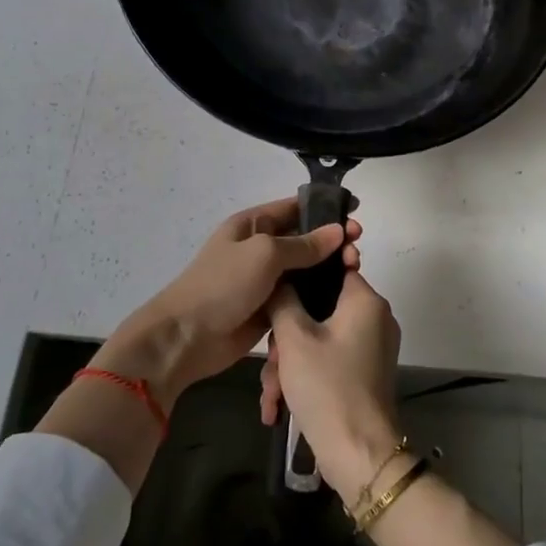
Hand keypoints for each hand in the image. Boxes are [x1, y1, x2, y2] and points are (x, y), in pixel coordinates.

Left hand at [96, 198, 362, 409]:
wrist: (187, 337)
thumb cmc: (222, 285)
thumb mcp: (264, 254)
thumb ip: (303, 244)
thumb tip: (337, 231)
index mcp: (253, 225)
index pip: (295, 207)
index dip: (324, 208)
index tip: (356, 210)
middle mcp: (261, 248)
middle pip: (305, 239)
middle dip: (332, 241)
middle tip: (358, 250)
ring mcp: (265, 280)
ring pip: (306, 269)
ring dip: (329, 269)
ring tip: (354, 270)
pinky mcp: (271, 308)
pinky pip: (300, 296)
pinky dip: (319, 294)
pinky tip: (341, 296)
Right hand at [260, 269, 402, 503]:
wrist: (360, 456)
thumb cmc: (327, 387)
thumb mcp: (294, 339)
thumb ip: (283, 300)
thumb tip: (280, 279)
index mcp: (366, 300)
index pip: (331, 269)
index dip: (298, 281)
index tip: (274, 299)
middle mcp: (375, 318)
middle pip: (320, 309)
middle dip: (286, 338)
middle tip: (270, 363)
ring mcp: (372, 348)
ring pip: (320, 339)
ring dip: (290, 364)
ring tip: (271, 395)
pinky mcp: (365, 374)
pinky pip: (330, 360)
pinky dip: (305, 377)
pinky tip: (279, 406)